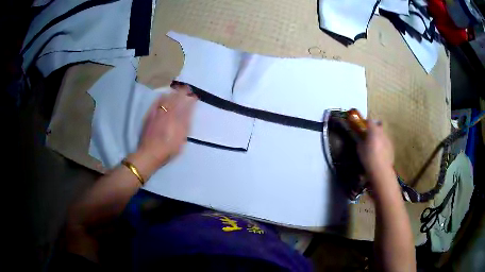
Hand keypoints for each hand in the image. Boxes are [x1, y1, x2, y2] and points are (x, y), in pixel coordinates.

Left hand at [137, 84, 196, 168]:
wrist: (149, 154)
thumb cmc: (168, 150)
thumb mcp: (181, 140)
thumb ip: (185, 124)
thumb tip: (189, 112)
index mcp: (177, 119)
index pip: (186, 105)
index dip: (191, 99)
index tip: (194, 96)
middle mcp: (168, 113)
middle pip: (176, 98)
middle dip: (182, 92)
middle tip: (187, 88)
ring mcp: (157, 113)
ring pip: (166, 98)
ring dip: (172, 93)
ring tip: (176, 90)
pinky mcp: (150, 115)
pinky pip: (156, 102)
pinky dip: (161, 97)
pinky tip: (163, 95)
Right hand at [357, 120, 394, 179]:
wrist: (381, 169)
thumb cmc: (368, 158)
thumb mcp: (360, 149)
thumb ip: (361, 141)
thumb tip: (361, 139)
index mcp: (373, 130)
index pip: (369, 121)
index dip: (365, 123)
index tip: (362, 128)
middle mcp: (382, 132)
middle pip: (378, 126)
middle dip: (374, 129)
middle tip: (369, 136)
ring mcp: (388, 139)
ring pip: (383, 135)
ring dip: (379, 137)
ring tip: (375, 146)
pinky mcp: (392, 147)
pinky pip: (386, 143)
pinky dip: (383, 145)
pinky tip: (380, 153)